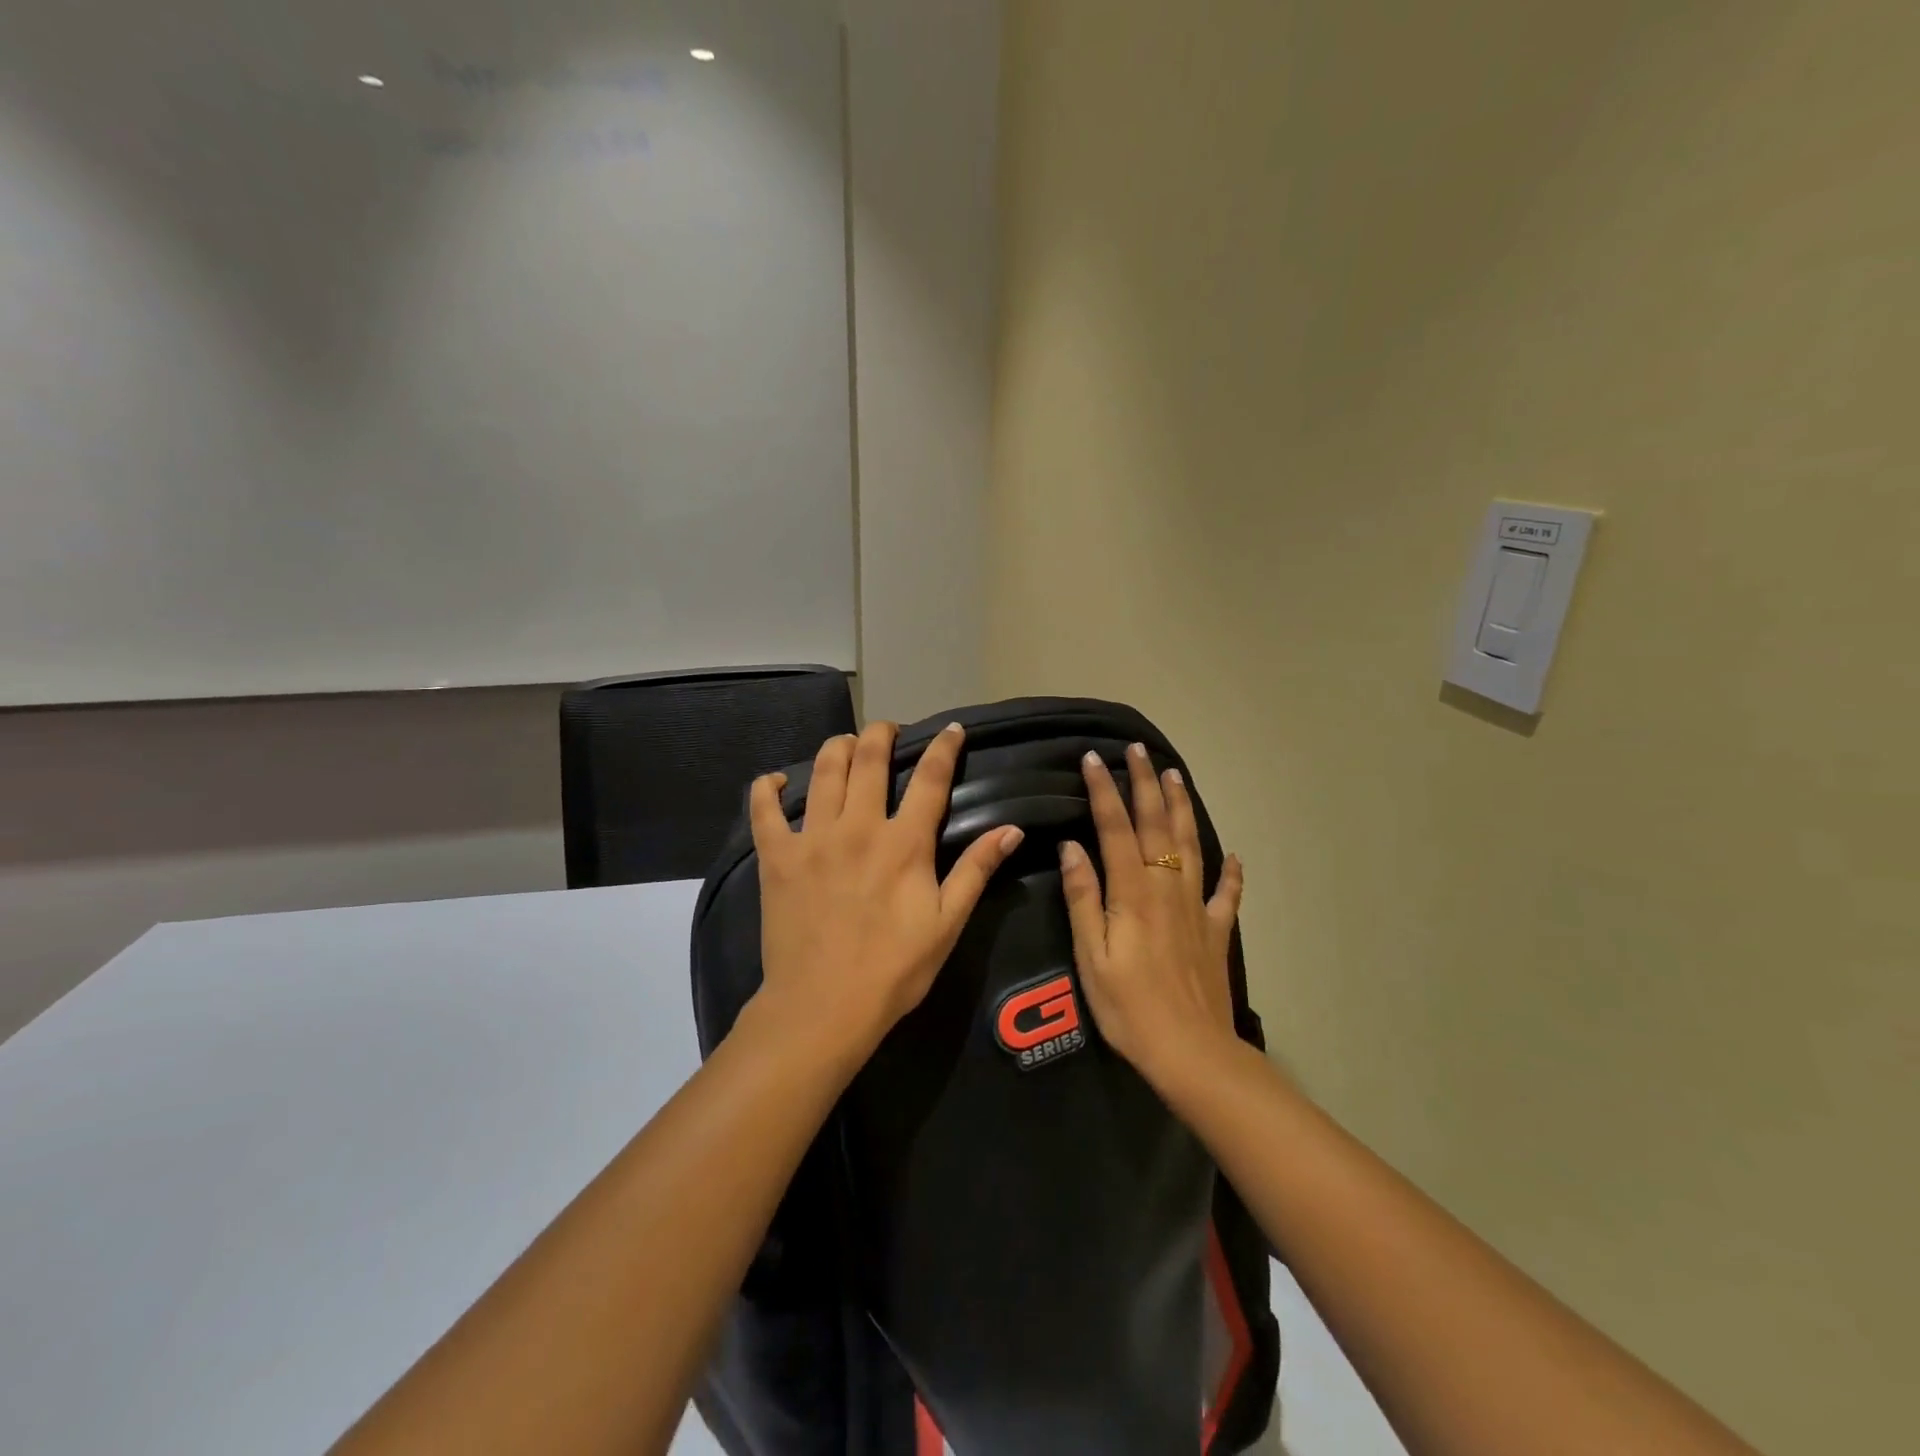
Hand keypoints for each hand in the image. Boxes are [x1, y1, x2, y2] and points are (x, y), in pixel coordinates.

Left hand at [747, 720, 1025, 1060]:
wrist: (823, 1007)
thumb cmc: (893, 969)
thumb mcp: (947, 923)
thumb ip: (976, 870)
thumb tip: (1011, 829)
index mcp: (904, 843)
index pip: (930, 779)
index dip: (943, 748)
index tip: (950, 729)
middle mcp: (858, 827)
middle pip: (869, 759)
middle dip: (882, 733)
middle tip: (889, 730)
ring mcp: (813, 838)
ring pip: (823, 770)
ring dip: (838, 748)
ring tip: (847, 744)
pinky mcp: (776, 856)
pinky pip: (763, 809)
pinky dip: (767, 788)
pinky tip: (776, 781)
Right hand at [1059, 743, 1245, 1088]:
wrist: (1191, 1052)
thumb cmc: (1129, 1007)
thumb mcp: (1091, 956)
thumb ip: (1083, 898)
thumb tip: (1072, 847)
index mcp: (1132, 892)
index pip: (1115, 828)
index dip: (1104, 790)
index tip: (1093, 758)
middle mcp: (1167, 888)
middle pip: (1156, 825)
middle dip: (1146, 784)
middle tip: (1139, 750)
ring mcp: (1197, 908)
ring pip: (1191, 845)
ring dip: (1182, 808)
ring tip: (1177, 777)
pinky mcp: (1216, 931)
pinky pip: (1227, 894)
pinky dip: (1231, 872)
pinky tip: (1234, 856)